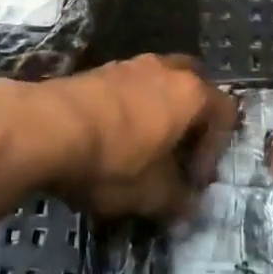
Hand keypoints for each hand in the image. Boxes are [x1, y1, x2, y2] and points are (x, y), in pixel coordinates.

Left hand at [36, 55, 239, 218]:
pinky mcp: (100, 69)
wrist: (48, 127)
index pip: (224, 113)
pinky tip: (113, 139)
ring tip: (143, 149)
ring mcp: (132, 64)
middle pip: (194, 88)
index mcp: (191, 93)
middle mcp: (167, 69)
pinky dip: (132, 109)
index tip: (194, 181)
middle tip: (178, 154)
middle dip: (192, 121)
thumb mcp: (151, 194)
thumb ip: (178, 201)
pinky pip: (130, 87)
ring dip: (160, 113)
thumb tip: (190, 209)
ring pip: (160, 84)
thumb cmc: (114, 159)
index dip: (216, 150)